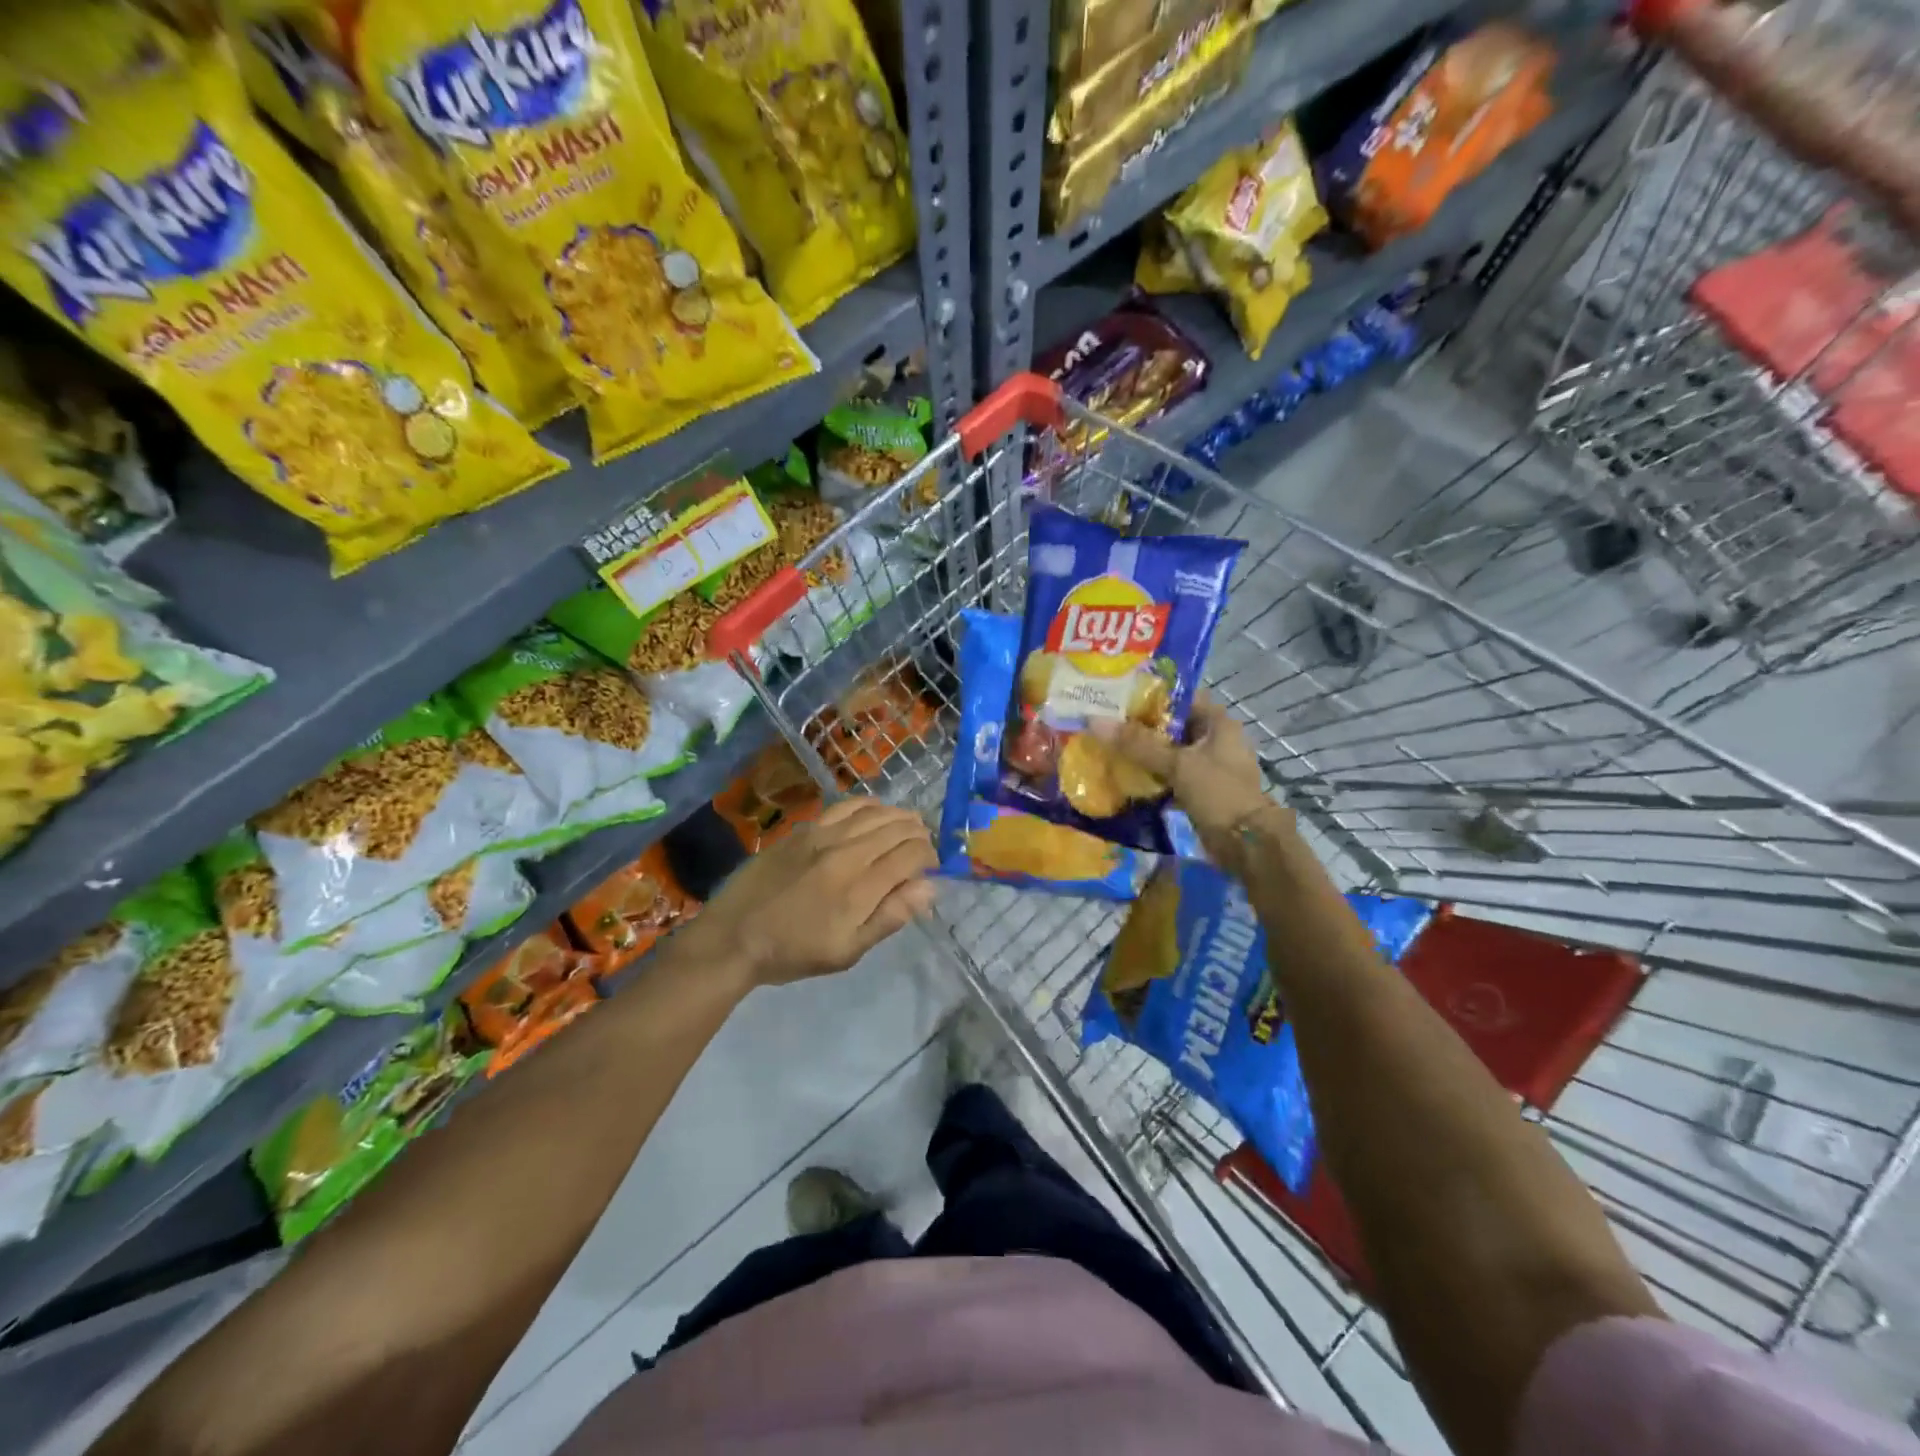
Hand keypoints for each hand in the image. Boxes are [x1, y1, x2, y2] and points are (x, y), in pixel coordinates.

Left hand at [685, 797, 937, 989]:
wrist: (735, 936)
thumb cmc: (794, 951)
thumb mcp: (848, 950)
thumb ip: (890, 916)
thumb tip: (929, 887)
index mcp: (861, 887)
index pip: (912, 855)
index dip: (930, 857)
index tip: (931, 868)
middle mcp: (847, 852)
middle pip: (897, 827)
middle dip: (919, 834)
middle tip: (922, 848)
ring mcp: (823, 834)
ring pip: (875, 811)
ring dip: (898, 816)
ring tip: (906, 826)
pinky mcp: (805, 828)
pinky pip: (846, 805)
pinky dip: (869, 805)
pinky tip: (874, 812)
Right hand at [1088, 694, 1277, 865]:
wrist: (1246, 844)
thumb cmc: (1218, 793)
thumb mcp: (1177, 764)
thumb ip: (1137, 744)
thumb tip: (1094, 721)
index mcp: (1217, 723)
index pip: (1180, 698)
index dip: (1150, 695)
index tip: (1117, 697)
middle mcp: (1213, 739)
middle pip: (1171, 725)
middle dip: (1139, 726)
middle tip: (1104, 722)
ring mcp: (1207, 766)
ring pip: (1168, 752)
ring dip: (1142, 752)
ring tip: (1107, 747)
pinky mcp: (1198, 789)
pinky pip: (1168, 775)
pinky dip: (1150, 775)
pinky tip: (1123, 776)